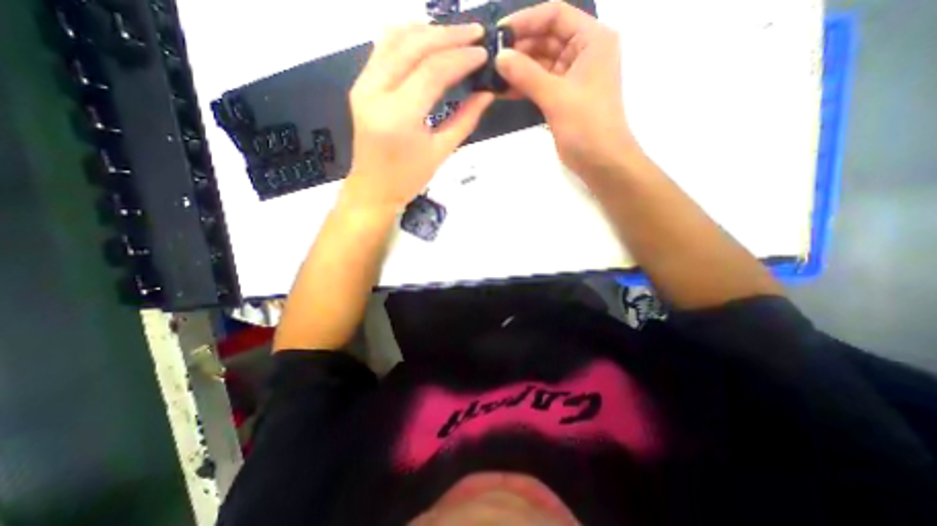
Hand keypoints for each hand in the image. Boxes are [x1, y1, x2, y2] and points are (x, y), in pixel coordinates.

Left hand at [343, 23, 497, 210]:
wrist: (373, 189)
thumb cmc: (408, 179)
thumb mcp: (441, 152)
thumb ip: (465, 120)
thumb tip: (486, 94)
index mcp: (399, 116)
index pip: (432, 71)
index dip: (461, 58)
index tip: (483, 53)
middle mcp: (375, 92)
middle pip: (413, 46)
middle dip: (448, 35)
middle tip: (476, 34)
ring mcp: (363, 85)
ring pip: (394, 39)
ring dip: (427, 31)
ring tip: (455, 35)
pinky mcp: (360, 85)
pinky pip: (383, 49)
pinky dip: (408, 38)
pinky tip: (427, 41)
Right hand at [494, 0, 641, 175]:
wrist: (600, 161)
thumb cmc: (587, 125)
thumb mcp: (556, 96)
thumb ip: (527, 75)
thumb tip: (499, 57)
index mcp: (591, 40)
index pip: (555, 15)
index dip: (526, 21)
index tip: (499, 34)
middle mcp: (582, 53)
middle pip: (546, 39)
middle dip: (519, 48)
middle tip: (490, 58)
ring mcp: (571, 77)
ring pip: (540, 64)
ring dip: (518, 69)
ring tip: (492, 75)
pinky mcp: (562, 98)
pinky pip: (539, 84)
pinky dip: (523, 86)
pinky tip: (502, 90)